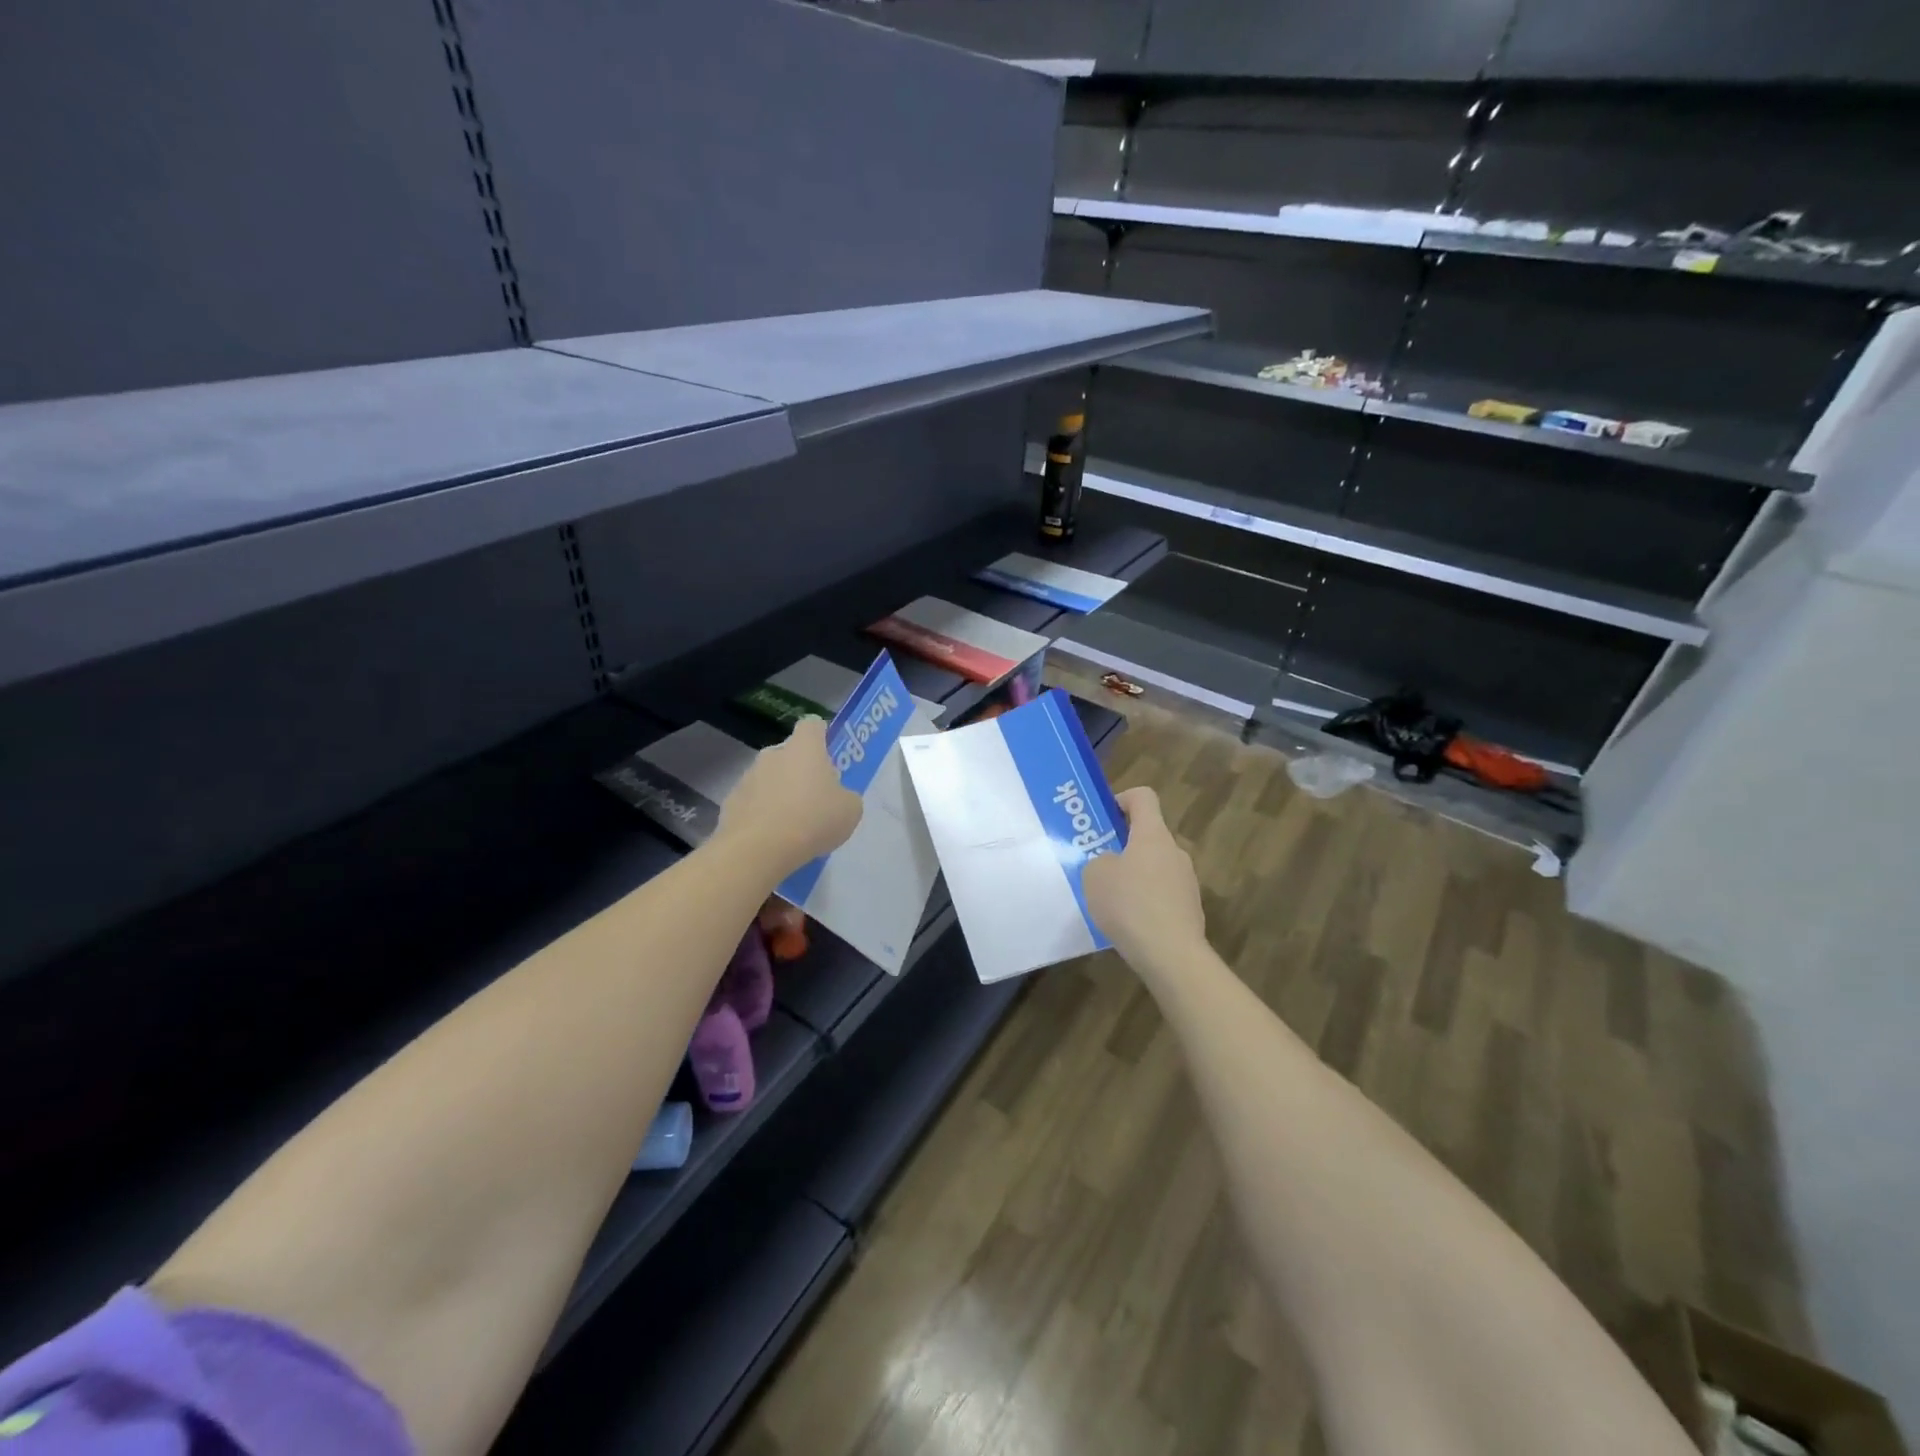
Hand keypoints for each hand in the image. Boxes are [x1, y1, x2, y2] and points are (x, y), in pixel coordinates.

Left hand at [715, 717, 861, 879]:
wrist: (758, 849)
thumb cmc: (813, 820)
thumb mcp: (849, 810)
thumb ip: (845, 796)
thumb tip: (837, 797)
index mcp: (804, 748)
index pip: (812, 725)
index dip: (822, 736)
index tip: (830, 755)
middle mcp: (773, 754)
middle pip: (790, 753)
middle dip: (801, 770)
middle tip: (816, 798)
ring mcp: (748, 777)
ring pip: (770, 778)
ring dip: (780, 793)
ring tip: (793, 825)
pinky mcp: (731, 802)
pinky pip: (753, 802)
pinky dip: (762, 814)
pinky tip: (771, 838)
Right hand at [1083, 786, 1206, 972]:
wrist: (1170, 954)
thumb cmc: (1129, 904)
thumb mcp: (1095, 875)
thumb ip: (1100, 860)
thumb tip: (1113, 863)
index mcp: (1152, 834)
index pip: (1143, 797)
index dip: (1122, 799)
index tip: (1103, 816)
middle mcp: (1175, 851)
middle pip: (1148, 835)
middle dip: (1123, 844)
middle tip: (1097, 862)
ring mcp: (1187, 880)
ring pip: (1155, 866)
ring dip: (1134, 875)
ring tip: (1110, 898)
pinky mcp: (1190, 908)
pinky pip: (1162, 894)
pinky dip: (1146, 901)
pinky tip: (1129, 922)